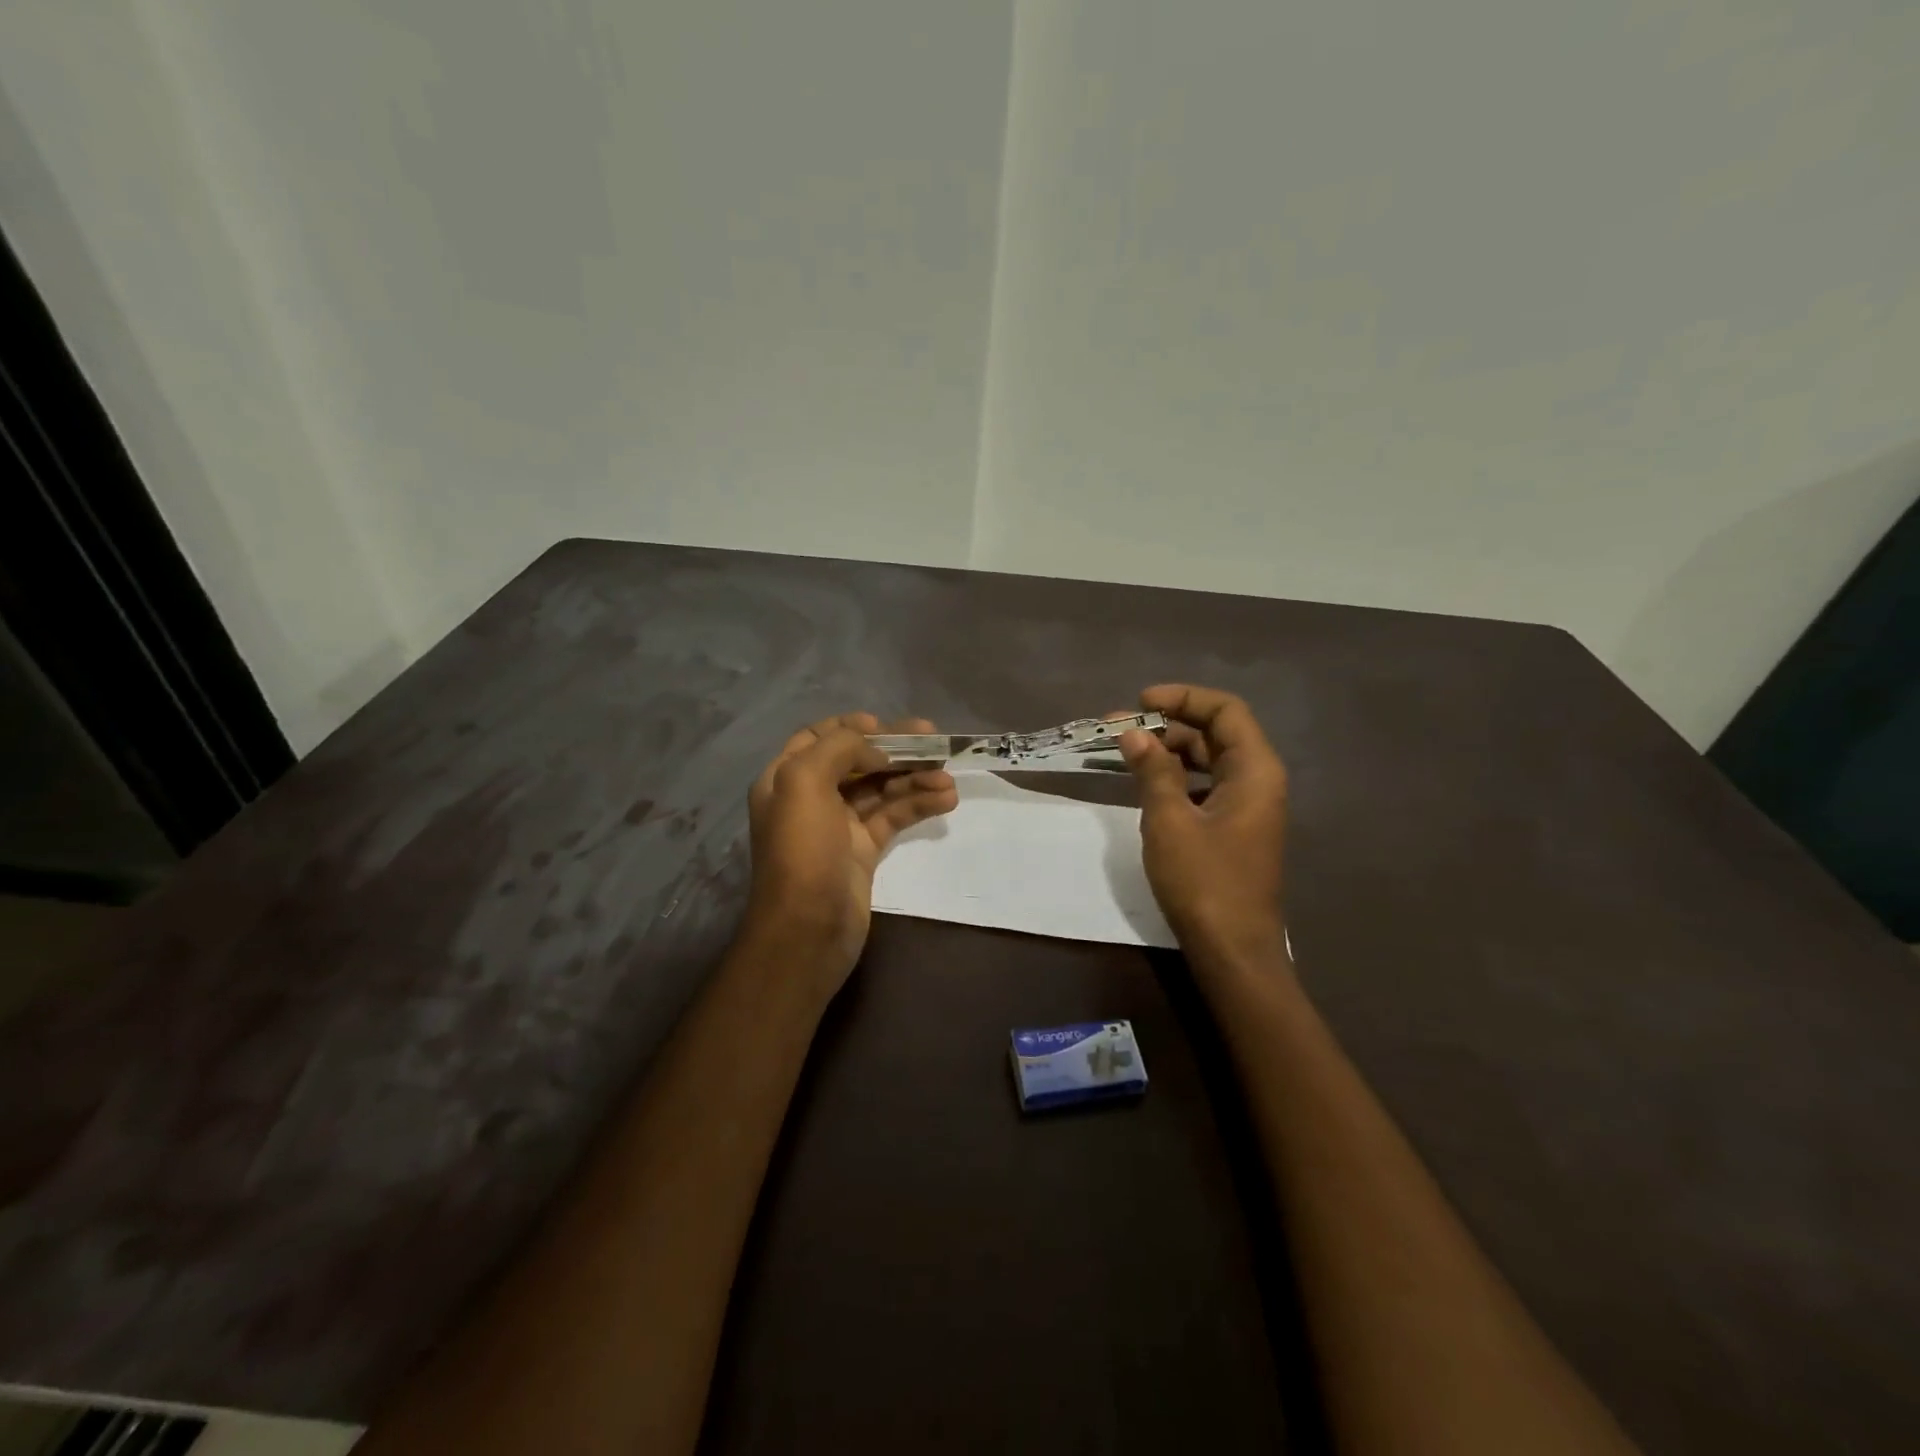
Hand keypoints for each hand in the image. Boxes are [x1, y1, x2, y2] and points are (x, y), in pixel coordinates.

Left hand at [744, 712, 958, 991]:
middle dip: (895, 750)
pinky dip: (919, 804)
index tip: (887, 726)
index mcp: (786, 778)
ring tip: (948, 777)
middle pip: (857, 761)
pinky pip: (894, 817)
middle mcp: (811, 797)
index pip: (818, 738)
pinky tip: (946, 799)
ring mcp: (839, 825)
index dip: (852, 727)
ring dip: (914, 779)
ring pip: (881, 789)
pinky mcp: (864, 850)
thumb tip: (877, 750)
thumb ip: (840, 749)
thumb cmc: (803, 851)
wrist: (808, 930)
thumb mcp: (805, 783)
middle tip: (934, 741)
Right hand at [1118, 685, 1288, 969]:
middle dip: (1168, 725)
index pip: (1225, 710)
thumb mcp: (1170, 821)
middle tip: (1120, 731)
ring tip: (1126, 754)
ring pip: (1210, 760)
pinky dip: (1178, 777)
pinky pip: (1207, 786)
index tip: (1140, 702)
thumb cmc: (1204, 882)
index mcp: (1255, 770)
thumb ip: (1153, 771)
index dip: (1183, 698)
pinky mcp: (1235, 828)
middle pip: (1216, 733)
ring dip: (1170, 751)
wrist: (1233, 950)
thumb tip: (1133, 733)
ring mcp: (1248, 806)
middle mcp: (1258, 780)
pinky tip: (1147, 785)